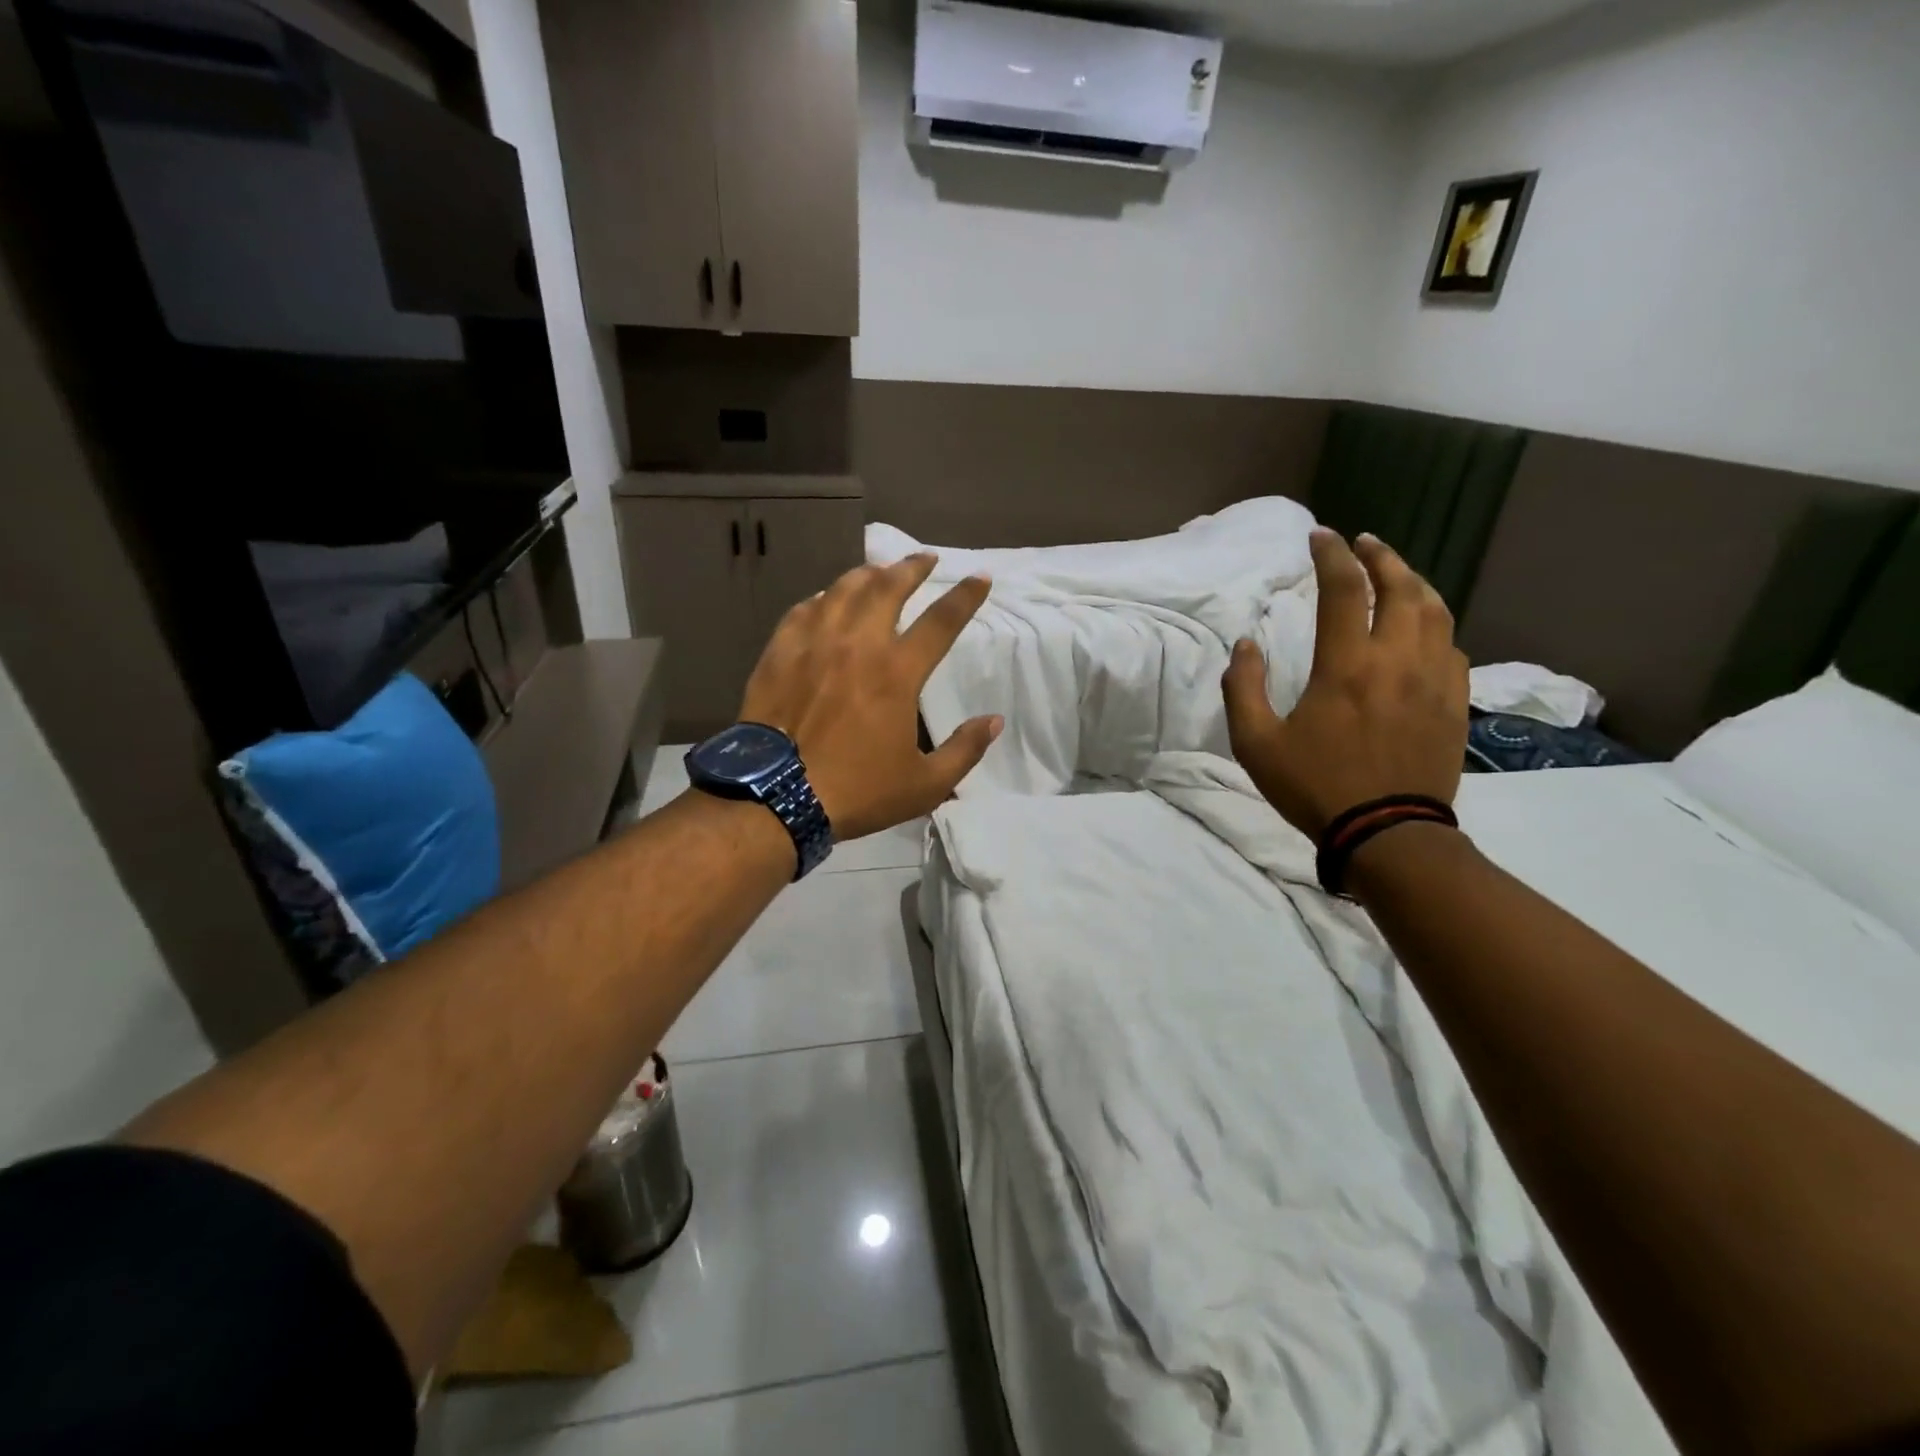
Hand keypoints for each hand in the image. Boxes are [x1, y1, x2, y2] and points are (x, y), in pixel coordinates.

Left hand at [738, 554, 1001, 841]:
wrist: (775, 797)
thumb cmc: (856, 791)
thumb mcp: (924, 785)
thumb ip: (965, 750)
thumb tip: (994, 721)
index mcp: (897, 672)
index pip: (941, 621)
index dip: (965, 596)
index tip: (979, 578)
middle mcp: (857, 644)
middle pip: (888, 587)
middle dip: (912, 567)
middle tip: (926, 557)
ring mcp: (813, 643)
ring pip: (843, 589)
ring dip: (868, 574)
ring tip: (880, 570)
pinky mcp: (779, 653)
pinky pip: (805, 610)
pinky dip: (823, 598)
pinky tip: (827, 599)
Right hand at [1222, 530, 1467, 838]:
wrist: (1388, 833)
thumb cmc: (1314, 786)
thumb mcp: (1256, 743)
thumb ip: (1242, 688)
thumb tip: (1246, 645)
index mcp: (1346, 665)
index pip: (1343, 589)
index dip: (1331, 555)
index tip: (1320, 537)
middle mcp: (1396, 660)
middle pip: (1400, 587)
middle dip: (1380, 556)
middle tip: (1363, 542)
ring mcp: (1434, 680)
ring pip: (1435, 611)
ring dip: (1414, 582)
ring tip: (1397, 573)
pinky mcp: (1455, 703)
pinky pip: (1453, 647)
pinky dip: (1435, 626)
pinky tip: (1423, 630)